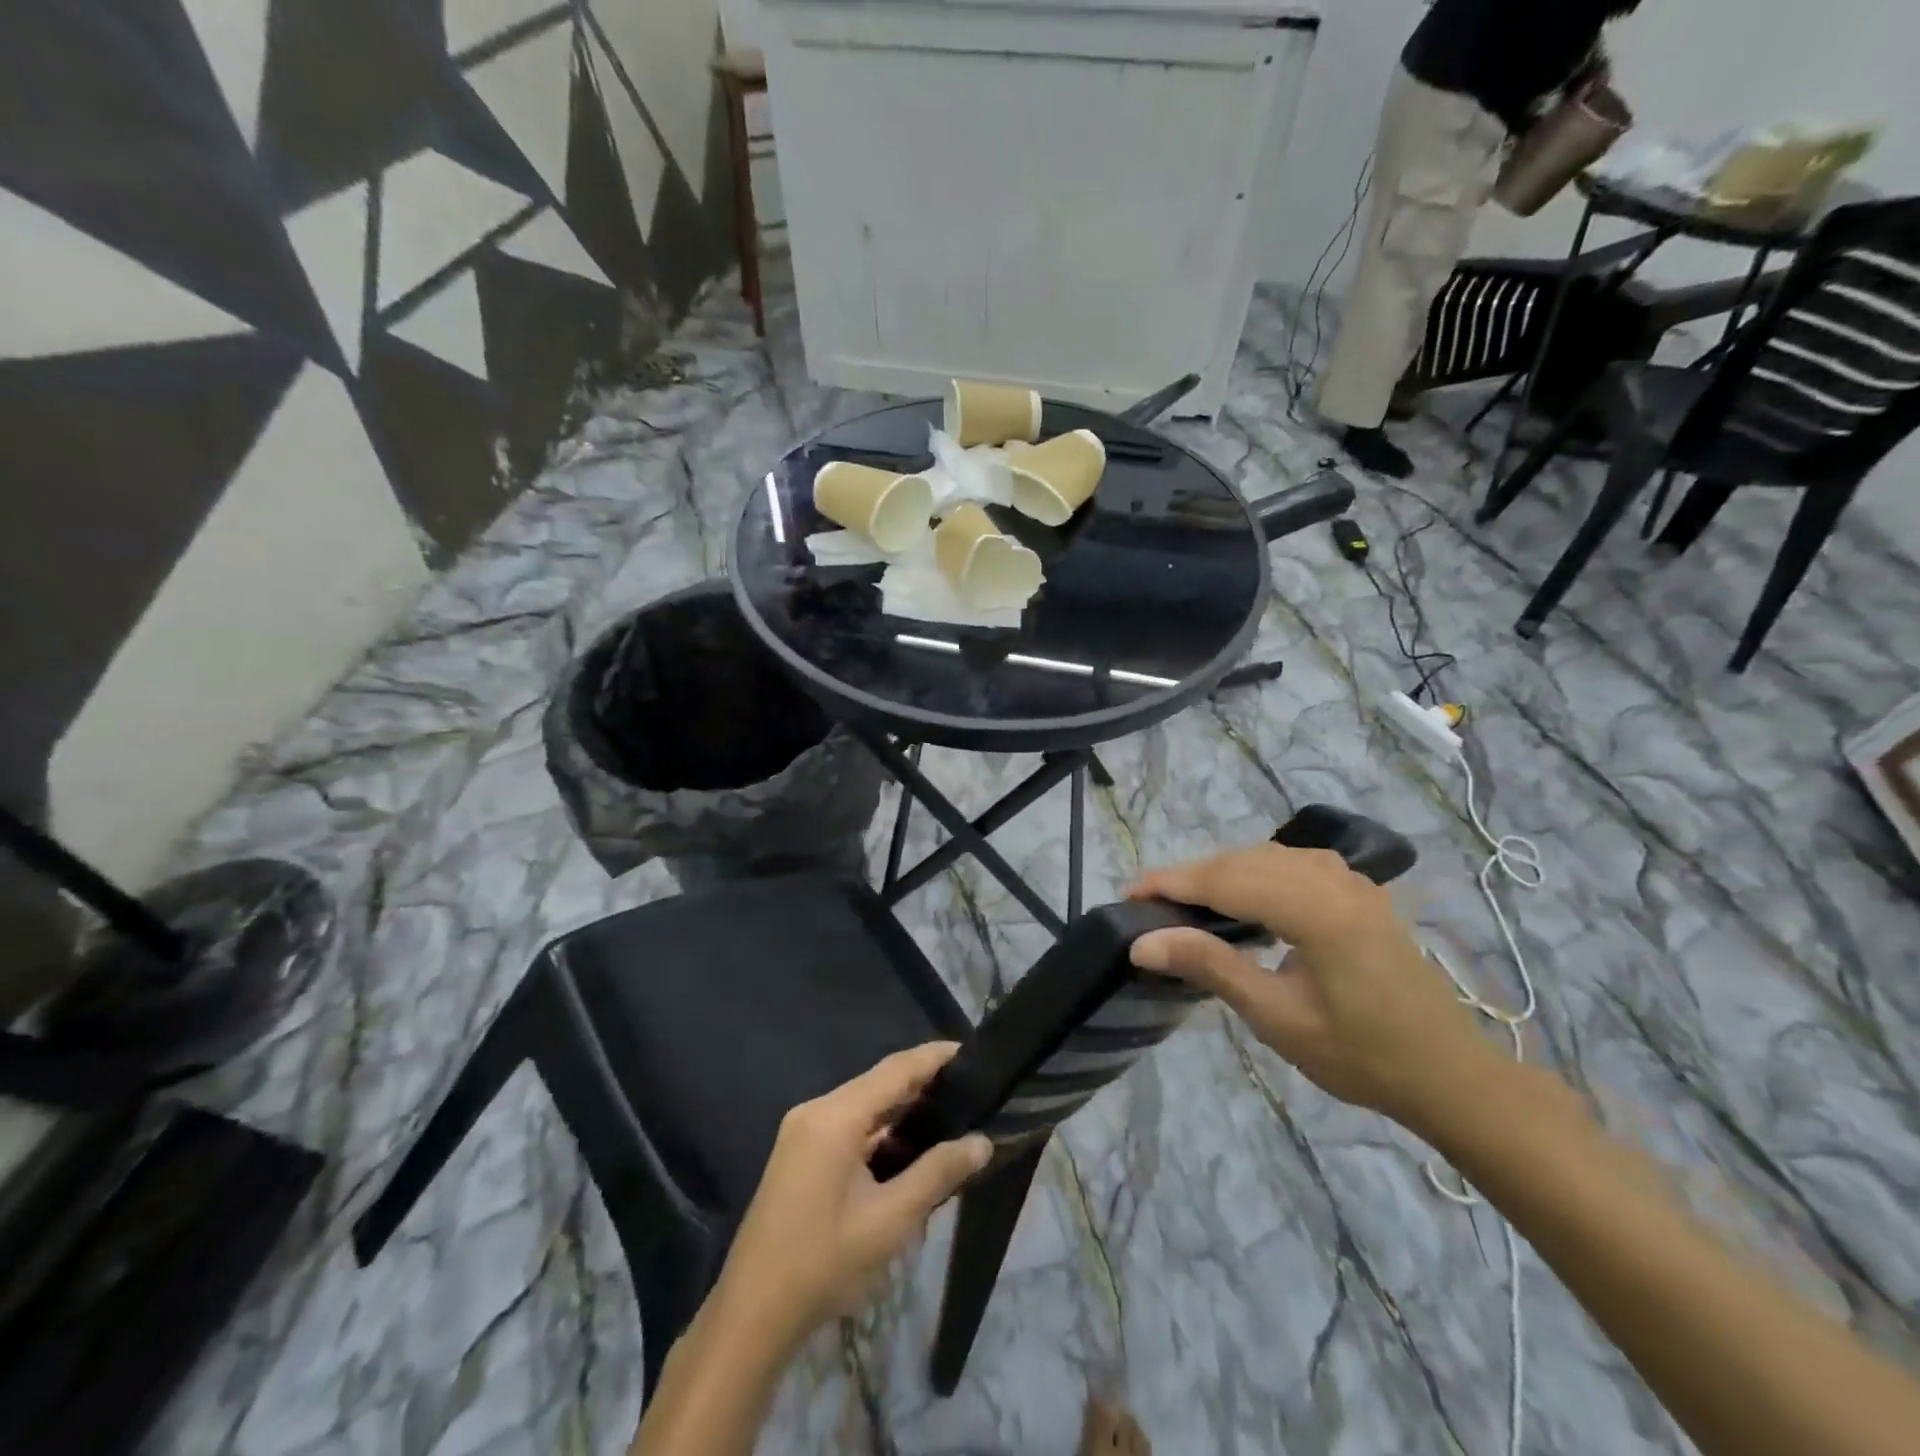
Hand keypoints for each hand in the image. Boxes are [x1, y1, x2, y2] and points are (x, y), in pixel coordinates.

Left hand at [711, 1044, 993, 1351]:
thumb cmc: (823, 1263)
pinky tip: (908, 1144)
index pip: (895, 1069)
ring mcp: (803, 1129)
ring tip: (950, 1112)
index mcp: (835, 1117)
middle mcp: (817, 1110)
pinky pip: (849, 1122)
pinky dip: (880, 1127)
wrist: (752, 1313)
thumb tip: (983, 1142)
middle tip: (970, 1088)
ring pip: (864, 1103)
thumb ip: (938, 1174)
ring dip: (902, 1107)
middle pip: (879, 1082)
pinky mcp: (800, 1150)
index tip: (972, 1052)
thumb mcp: (889, 1221)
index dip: (934, 1057)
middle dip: (923, 1082)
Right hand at [1127, 844, 1496, 1132]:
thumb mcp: (1277, 1017)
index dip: (1173, 882)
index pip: (1225, 880)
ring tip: (1187, 901)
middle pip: (1243, 862)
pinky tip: (1245, 895)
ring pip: (1268, 857)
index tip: (1129, 893)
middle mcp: (1333, 881)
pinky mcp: (1359, 893)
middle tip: (1149, 902)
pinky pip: (1294, 864)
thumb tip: (1143, 943)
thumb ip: (1211, 967)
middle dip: (1192, 876)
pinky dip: (1256, 872)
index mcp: (1316, 910)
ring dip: (1223, 872)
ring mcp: (1351, 883)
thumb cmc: (1361, 1055)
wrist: (1449, 1075)